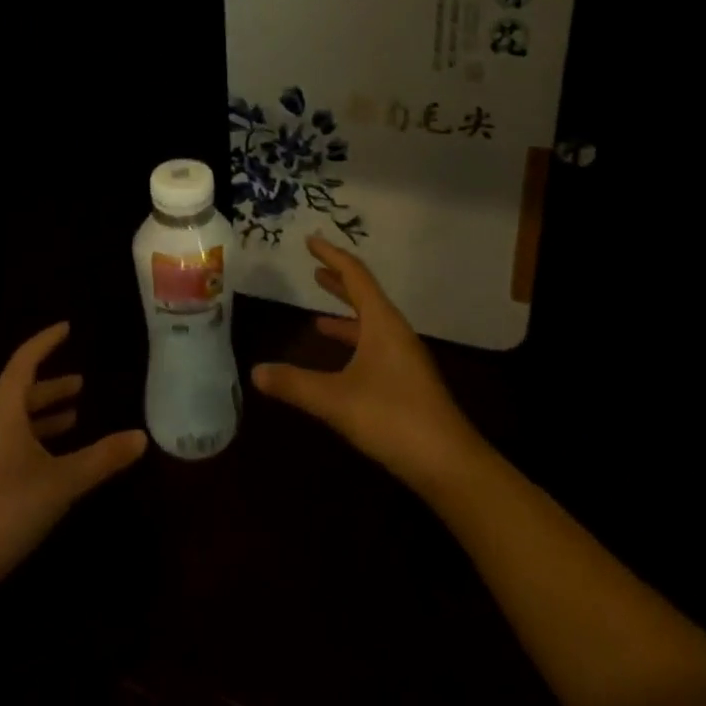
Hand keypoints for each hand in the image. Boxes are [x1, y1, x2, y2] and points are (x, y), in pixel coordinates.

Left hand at [0, 323, 146, 607]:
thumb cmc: (4, 513)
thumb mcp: (61, 483)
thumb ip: (101, 458)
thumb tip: (142, 436)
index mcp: (3, 414)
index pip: (23, 362)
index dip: (45, 342)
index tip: (67, 328)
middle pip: (19, 393)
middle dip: (51, 386)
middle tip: (81, 383)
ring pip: (15, 423)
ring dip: (44, 415)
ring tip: (73, 416)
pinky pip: (11, 446)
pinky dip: (35, 441)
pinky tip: (52, 461)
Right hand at [251, 236, 484, 492]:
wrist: (450, 465)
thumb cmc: (393, 418)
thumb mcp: (336, 400)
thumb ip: (295, 384)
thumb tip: (255, 371)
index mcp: (382, 322)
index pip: (355, 275)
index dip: (331, 255)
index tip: (310, 240)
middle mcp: (395, 332)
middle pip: (365, 296)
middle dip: (338, 282)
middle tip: (313, 269)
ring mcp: (405, 358)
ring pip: (371, 324)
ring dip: (345, 316)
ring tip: (317, 318)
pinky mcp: (408, 382)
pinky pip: (375, 347)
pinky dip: (354, 344)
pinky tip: (340, 364)